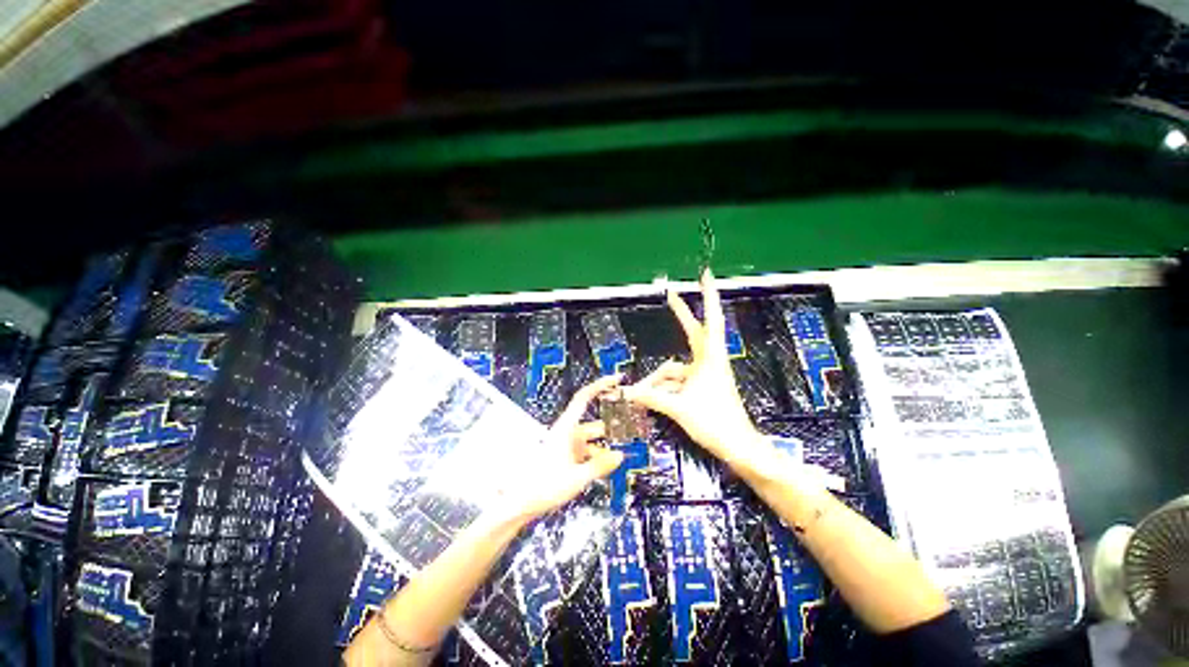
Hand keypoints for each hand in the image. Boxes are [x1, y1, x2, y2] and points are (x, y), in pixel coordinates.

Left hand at [495, 375, 624, 522]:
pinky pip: (588, 452)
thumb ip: (600, 466)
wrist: (520, 504)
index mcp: (566, 429)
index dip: (600, 385)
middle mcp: (567, 433)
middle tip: (633, 432)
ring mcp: (567, 446)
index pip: (584, 398)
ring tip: (623, 455)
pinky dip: (598, 458)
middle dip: (613, 429)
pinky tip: (608, 468)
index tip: (616, 379)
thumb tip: (621, 455)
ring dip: (606, 448)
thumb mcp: (576, 478)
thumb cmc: (543, 487)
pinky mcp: (567, 457)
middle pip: (595, 425)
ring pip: (593, 441)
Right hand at [623, 270, 767, 468]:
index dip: (708, 298)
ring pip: (675, 368)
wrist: (738, 447)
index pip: (711, 320)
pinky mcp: (700, 388)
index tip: (705, 276)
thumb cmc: (716, 423)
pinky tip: (649, 400)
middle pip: (693, 332)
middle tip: (671, 294)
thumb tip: (626, 393)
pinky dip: (663, 389)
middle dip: (682, 314)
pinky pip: (676, 382)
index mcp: (710, 359)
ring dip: (658, 380)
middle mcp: (708, 362)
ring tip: (641, 396)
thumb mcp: (679, 408)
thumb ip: (651, 398)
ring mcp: (704, 375)